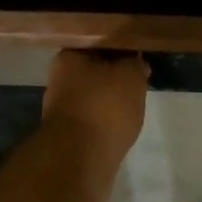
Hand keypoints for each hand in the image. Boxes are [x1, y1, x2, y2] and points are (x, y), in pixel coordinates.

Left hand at [43, 50, 148, 173]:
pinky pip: (94, 115)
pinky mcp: (69, 131)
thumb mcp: (130, 74)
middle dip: (118, 73)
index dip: (122, 46)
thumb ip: (134, 61)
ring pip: (95, 93)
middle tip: (141, 78)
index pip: (99, 41)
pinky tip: (123, 122)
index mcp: (68, 56)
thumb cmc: (104, 107)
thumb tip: (134, 59)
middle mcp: (60, 78)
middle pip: (96, 68)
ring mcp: (62, 106)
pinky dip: (108, 117)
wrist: (81, 159)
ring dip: (113, 96)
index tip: (140, 54)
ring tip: (136, 101)